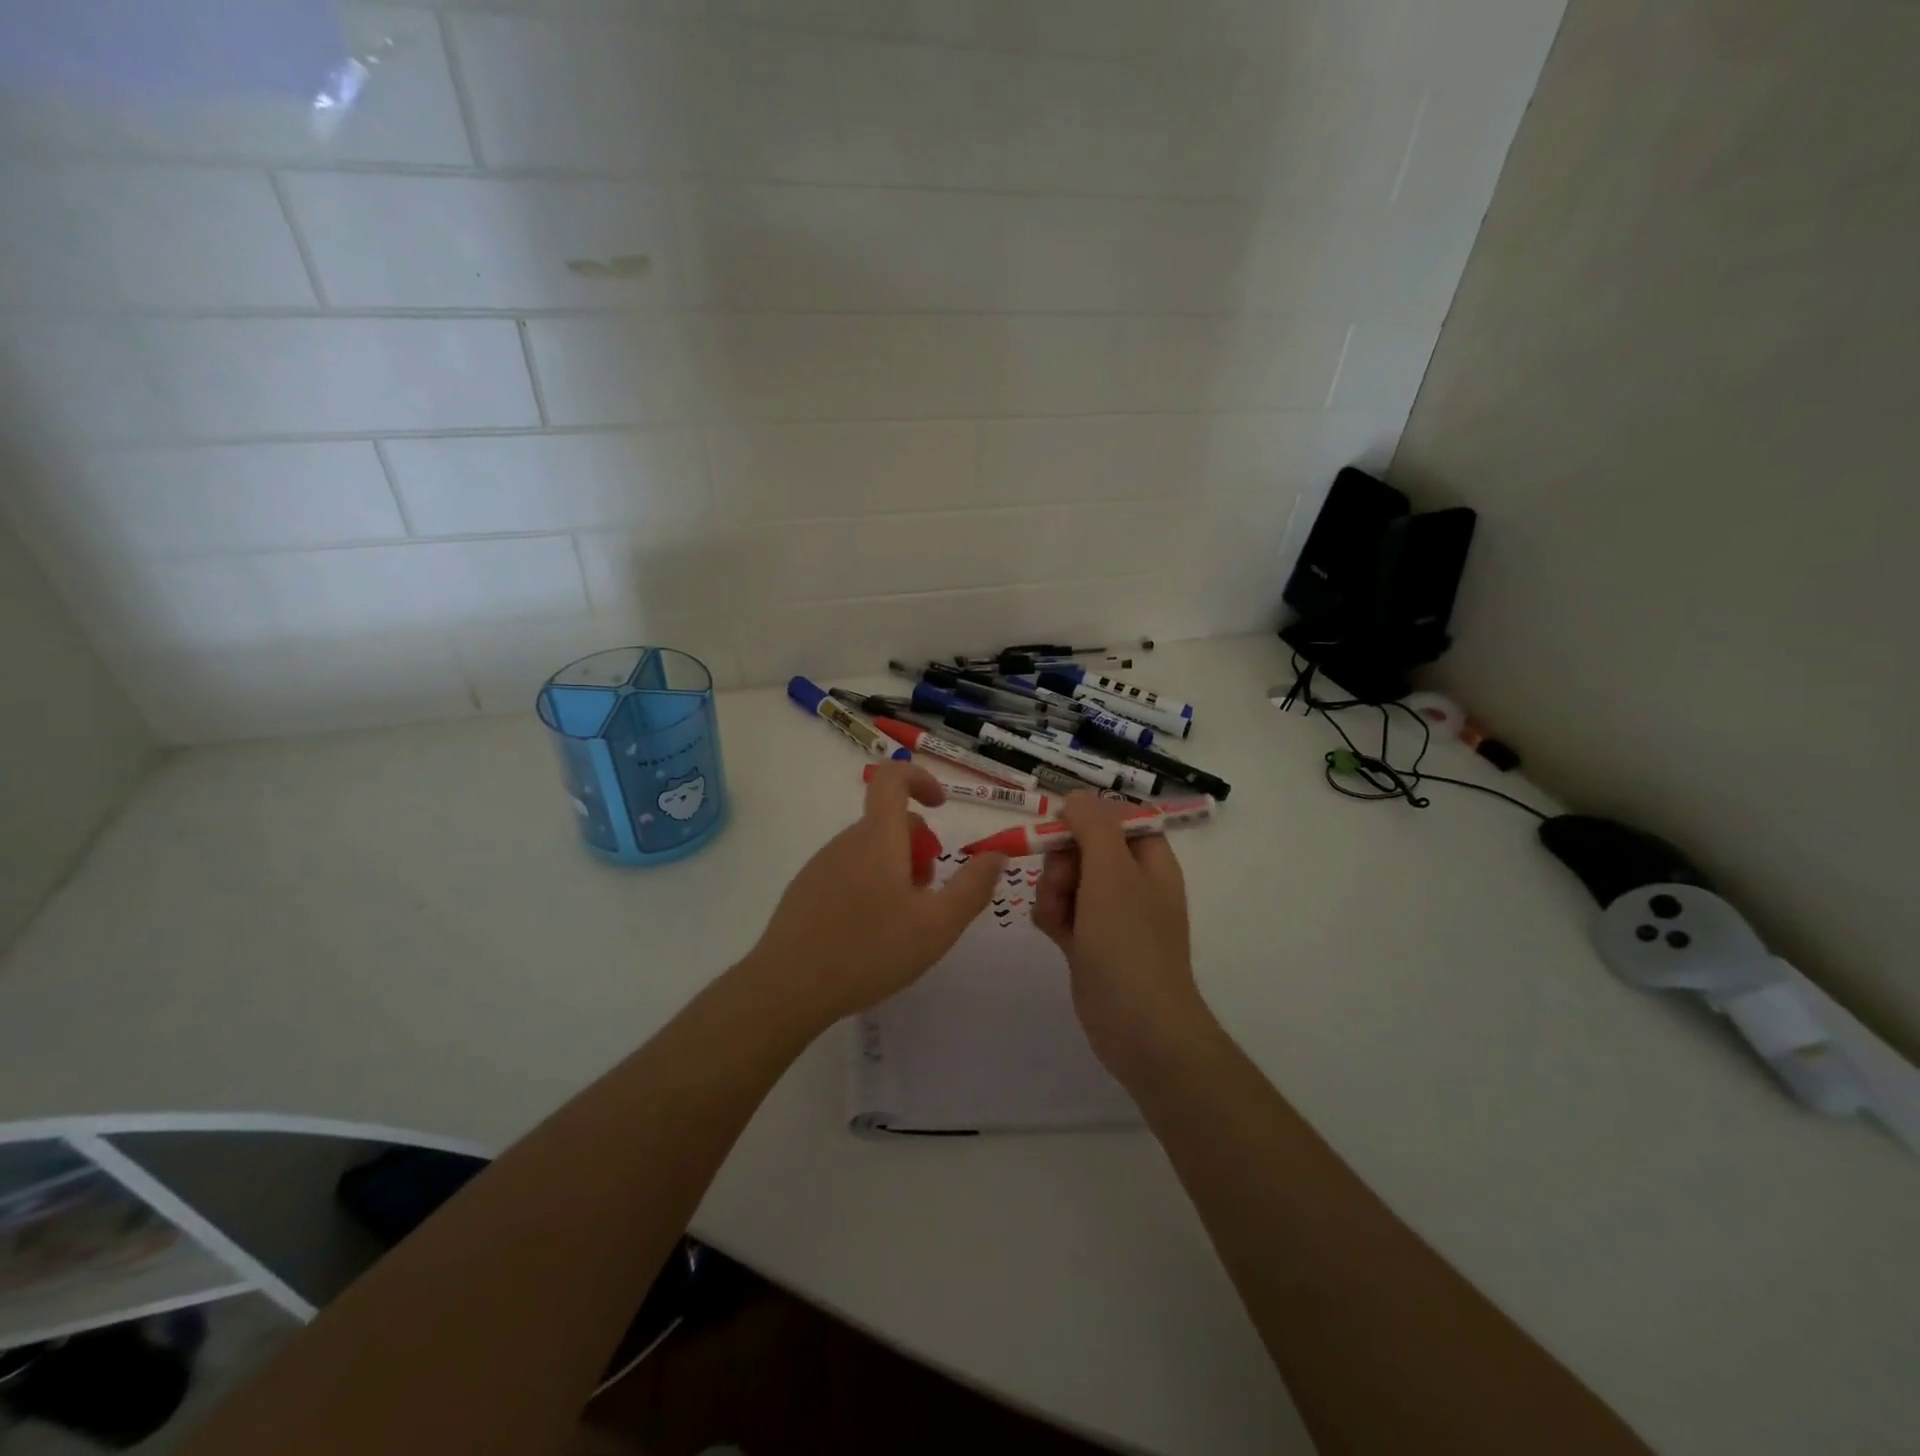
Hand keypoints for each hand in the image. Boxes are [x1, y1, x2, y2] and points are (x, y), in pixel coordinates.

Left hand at [745, 761, 1004, 1026]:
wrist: (788, 988)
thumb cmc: (870, 950)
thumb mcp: (938, 924)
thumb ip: (973, 886)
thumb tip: (997, 854)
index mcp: (878, 837)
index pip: (893, 777)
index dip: (921, 779)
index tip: (942, 807)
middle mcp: (846, 841)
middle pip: (890, 823)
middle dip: (919, 849)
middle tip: (930, 895)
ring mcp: (821, 865)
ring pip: (870, 852)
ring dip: (896, 871)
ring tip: (902, 924)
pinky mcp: (805, 891)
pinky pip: (848, 873)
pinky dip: (870, 888)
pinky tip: (869, 936)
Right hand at [1033, 794, 1214, 1080]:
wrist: (1137, 1026)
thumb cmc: (1129, 941)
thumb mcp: (1112, 871)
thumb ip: (1093, 825)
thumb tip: (1076, 796)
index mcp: (1150, 859)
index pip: (1117, 818)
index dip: (1086, 818)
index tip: (1061, 827)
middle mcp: (1131, 881)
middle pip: (1083, 846)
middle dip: (1062, 860)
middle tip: (1062, 883)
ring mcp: (1109, 913)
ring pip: (1065, 878)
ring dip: (1052, 891)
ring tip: (1059, 917)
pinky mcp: (1088, 941)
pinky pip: (1060, 910)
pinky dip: (1052, 916)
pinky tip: (1055, 936)